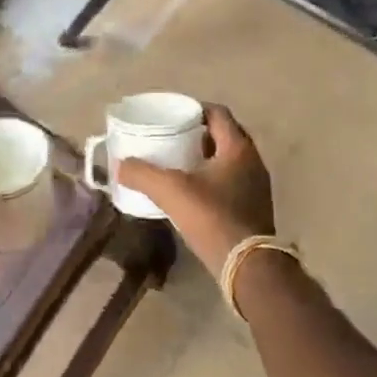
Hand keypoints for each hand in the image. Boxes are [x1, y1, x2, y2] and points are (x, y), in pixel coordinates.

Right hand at [116, 105, 273, 275]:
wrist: (248, 267)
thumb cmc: (213, 218)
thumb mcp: (172, 191)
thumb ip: (143, 174)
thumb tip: (119, 164)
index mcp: (238, 147)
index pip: (217, 113)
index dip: (194, 109)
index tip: (173, 115)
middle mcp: (253, 160)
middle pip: (224, 134)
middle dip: (198, 134)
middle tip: (172, 138)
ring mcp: (257, 185)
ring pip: (229, 159)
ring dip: (206, 157)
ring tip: (179, 163)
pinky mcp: (255, 207)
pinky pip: (232, 180)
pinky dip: (213, 178)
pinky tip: (193, 191)